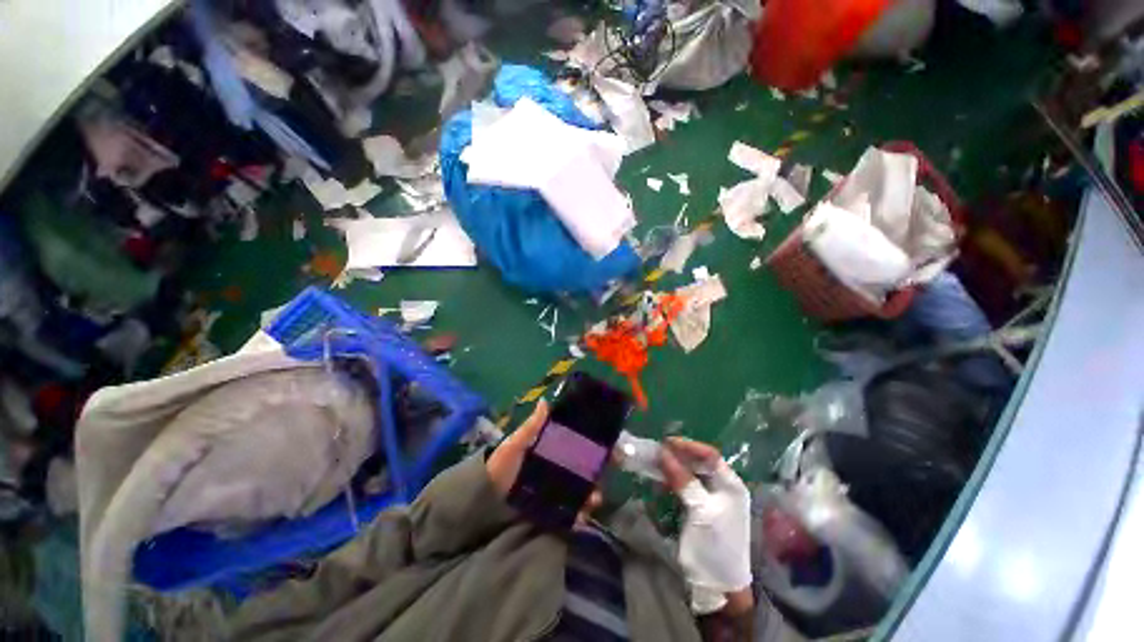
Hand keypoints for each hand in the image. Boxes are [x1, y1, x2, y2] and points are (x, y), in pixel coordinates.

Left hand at [485, 400, 602, 518]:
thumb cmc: (501, 465)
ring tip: (595, 497)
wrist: (484, 499)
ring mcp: (558, 489)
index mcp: (553, 449)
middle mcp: (560, 467)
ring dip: (595, 492)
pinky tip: (583, 516)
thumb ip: (530, 427)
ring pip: (584, 488)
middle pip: (587, 466)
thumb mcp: (514, 444)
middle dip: (602, 467)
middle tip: (613, 468)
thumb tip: (544, 402)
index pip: (580, 443)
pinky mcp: (554, 509)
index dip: (597, 443)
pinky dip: (582, 514)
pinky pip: (573, 511)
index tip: (612, 444)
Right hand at [660, 437, 753, 616]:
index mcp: (731, 485)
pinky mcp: (700, 507)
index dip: (688, 446)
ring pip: (691, 473)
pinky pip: (685, 486)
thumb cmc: (715, 546)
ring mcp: (711, 498)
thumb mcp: (700, 511)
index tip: (666, 443)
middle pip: (700, 462)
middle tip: (657, 451)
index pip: (710, 455)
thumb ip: (683, 481)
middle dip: (679, 455)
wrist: (718, 586)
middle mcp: (723, 487)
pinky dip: (672, 480)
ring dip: (673, 466)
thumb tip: (664, 453)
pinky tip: (660, 479)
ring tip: (655, 462)